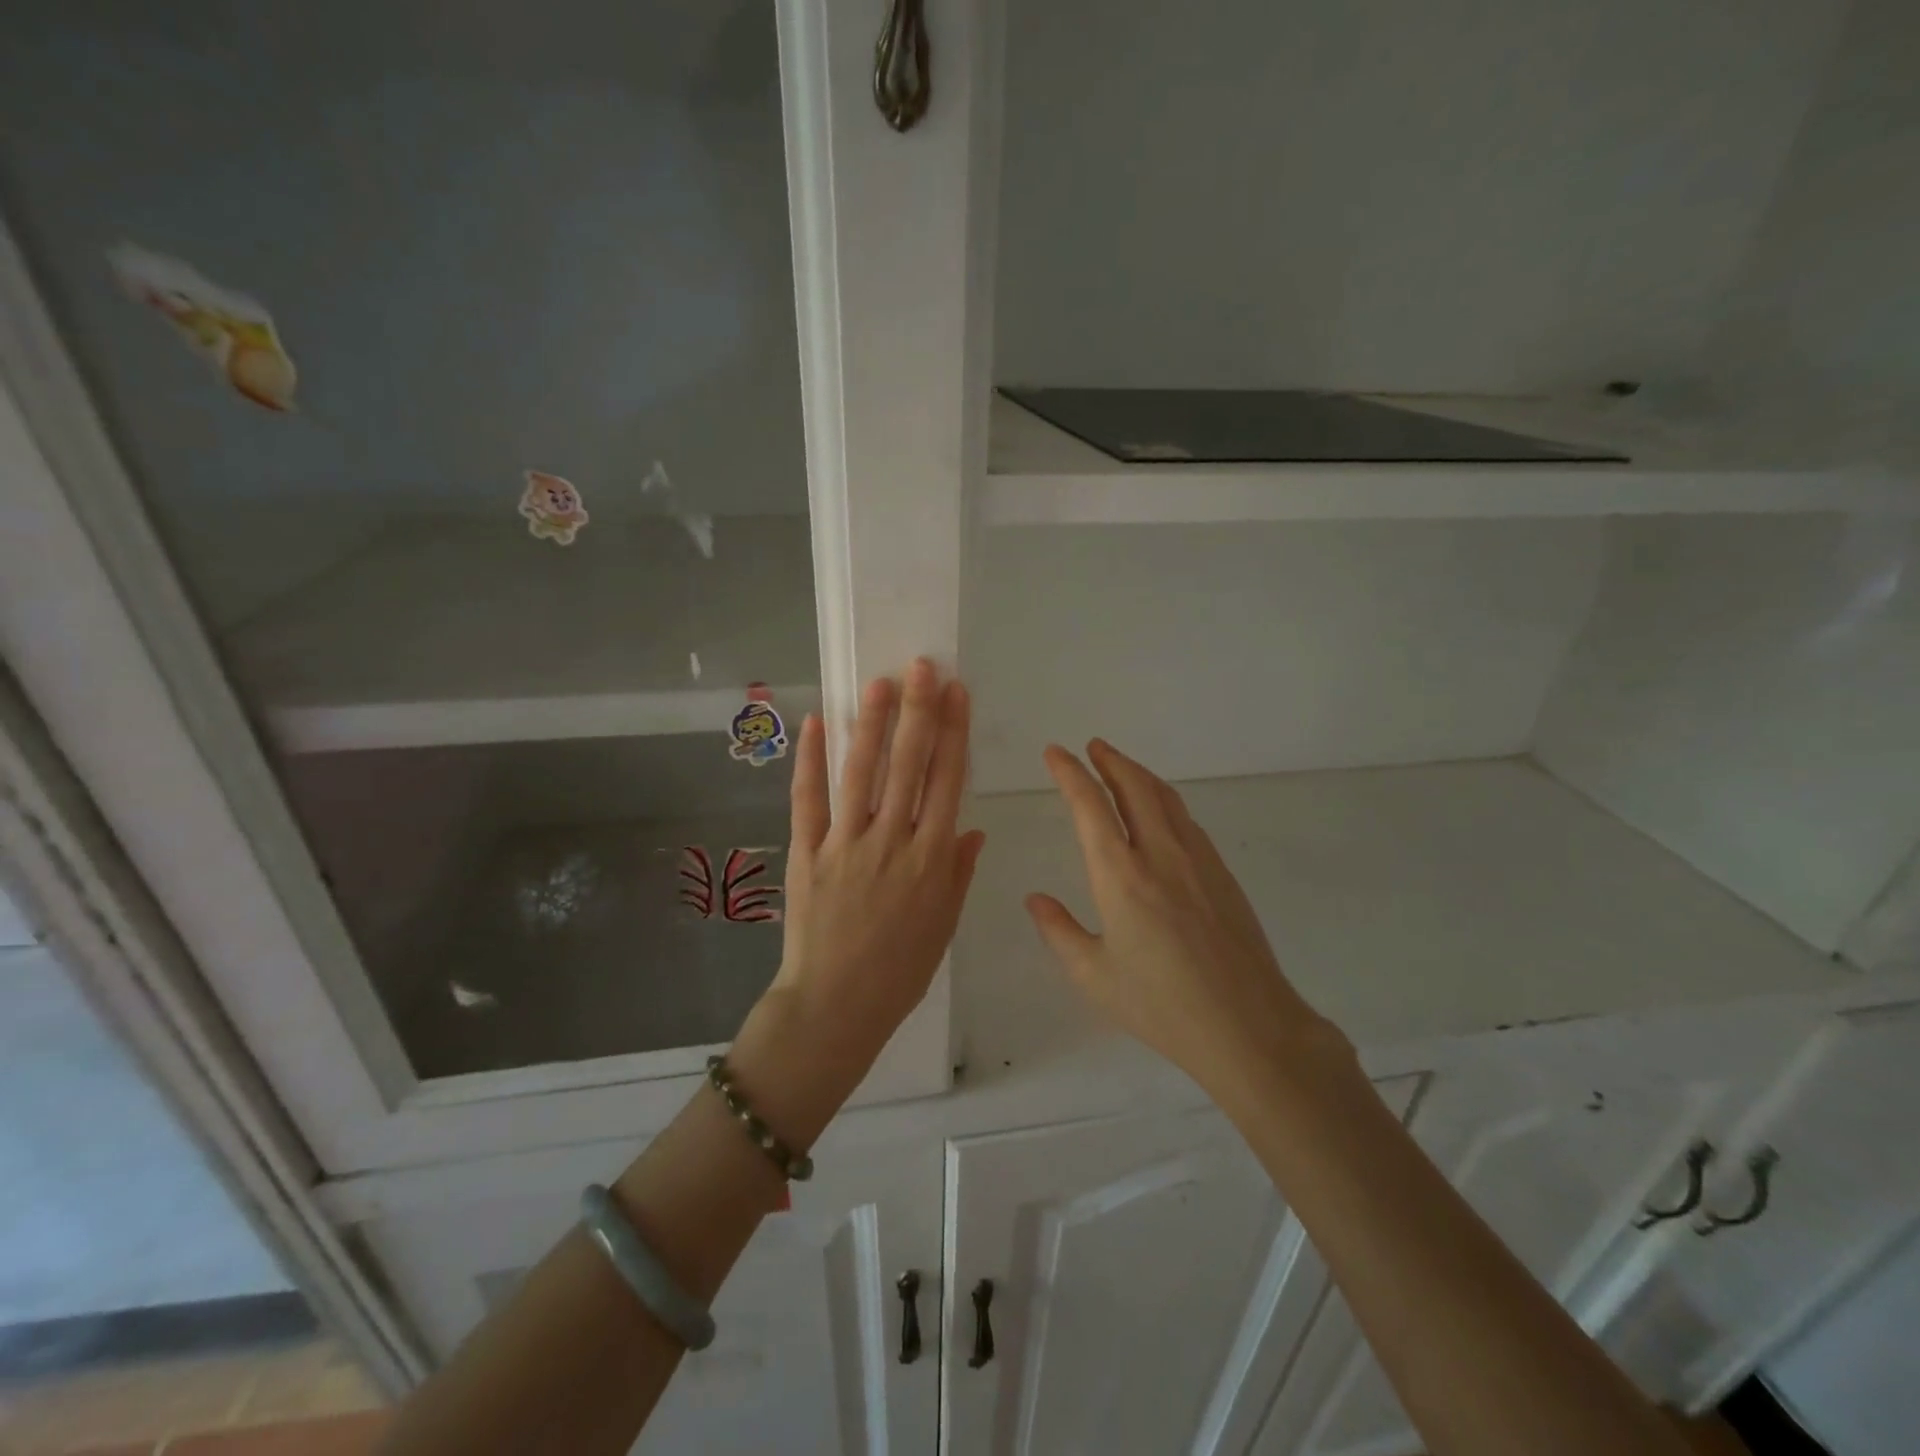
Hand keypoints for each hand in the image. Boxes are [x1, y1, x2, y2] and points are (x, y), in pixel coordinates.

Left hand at [760, 660, 985, 1082]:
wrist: (835, 1007)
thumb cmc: (898, 972)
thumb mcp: (943, 925)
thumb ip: (958, 873)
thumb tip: (973, 830)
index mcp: (932, 860)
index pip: (947, 782)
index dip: (953, 733)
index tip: (957, 694)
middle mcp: (893, 842)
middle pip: (910, 766)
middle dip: (919, 712)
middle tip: (923, 667)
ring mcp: (846, 845)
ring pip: (862, 773)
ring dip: (873, 724)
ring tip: (881, 683)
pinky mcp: (807, 853)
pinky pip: (808, 800)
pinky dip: (811, 760)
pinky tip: (817, 724)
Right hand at [1026, 740, 1348, 1096]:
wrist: (1248, 1026)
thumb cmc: (1161, 1005)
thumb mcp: (1093, 976)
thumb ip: (1059, 932)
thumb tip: (1035, 900)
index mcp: (1120, 876)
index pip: (1090, 807)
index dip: (1070, 773)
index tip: (1055, 753)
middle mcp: (1160, 855)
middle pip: (1134, 788)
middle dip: (1110, 760)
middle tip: (1092, 746)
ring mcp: (1198, 861)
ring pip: (1166, 799)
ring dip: (1139, 775)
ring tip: (1121, 767)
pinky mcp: (1222, 874)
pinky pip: (1187, 821)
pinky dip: (1165, 801)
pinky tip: (1161, 813)